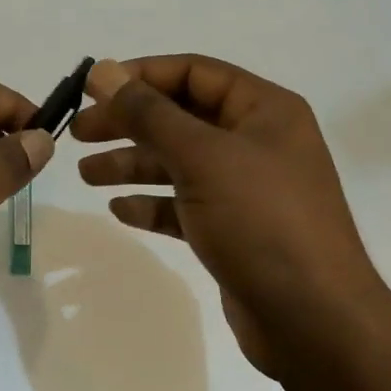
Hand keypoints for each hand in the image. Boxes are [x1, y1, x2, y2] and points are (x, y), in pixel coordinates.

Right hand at [70, 56, 380, 379]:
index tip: (92, 88)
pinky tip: (120, 209)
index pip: (194, 73)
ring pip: (178, 163)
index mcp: (263, 110)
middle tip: (77, 133)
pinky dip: (152, 203)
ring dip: (132, 164)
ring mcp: (246, 189)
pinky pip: (185, 205)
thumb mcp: (202, 157)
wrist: (313, 320)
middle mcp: (256, 142)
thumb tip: (104, 70)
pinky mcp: (234, 230)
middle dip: (128, 123)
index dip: (140, 75)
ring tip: (85, 175)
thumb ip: (149, 113)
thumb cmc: (261, 221)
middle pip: (180, 117)